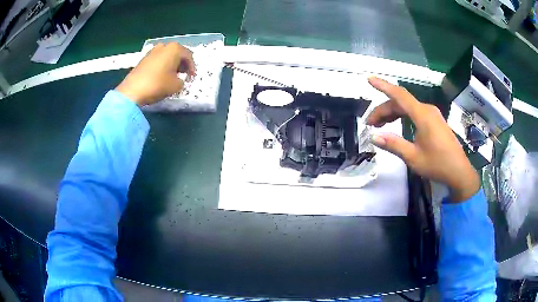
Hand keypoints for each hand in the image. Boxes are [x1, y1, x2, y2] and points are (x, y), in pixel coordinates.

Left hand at [116, 43, 195, 105]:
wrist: (133, 90)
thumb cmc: (157, 84)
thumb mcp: (176, 86)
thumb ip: (182, 81)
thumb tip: (179, 80)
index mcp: (174, 49)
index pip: (188, 56)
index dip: (192, 67)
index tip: (192, 77)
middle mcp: (164, 46)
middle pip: (177, 53)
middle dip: (182, 64)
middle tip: (184, 74)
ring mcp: (152, 51)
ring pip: (167, 56)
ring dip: (172, 64)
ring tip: (173, 75)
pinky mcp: (144, 58)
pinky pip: (158, 60)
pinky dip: (162, 65)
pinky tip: (162, 75)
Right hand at [367, 77, 478, 202]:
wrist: (459, 172)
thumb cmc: (438, 164)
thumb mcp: (413, 157)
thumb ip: (394, 144)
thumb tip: (373, 137)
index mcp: (422, 115)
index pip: (399, 95)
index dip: (383, 86)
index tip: (369, 80)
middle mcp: (427, 110)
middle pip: (401, 103)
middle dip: (384, 110)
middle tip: (370, 124)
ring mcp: (432, 115)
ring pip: (408, 108)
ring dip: (393, 113)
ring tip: (380, 125)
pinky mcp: (435, 121)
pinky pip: (415, 113)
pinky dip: (403, 116)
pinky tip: (397, 124)